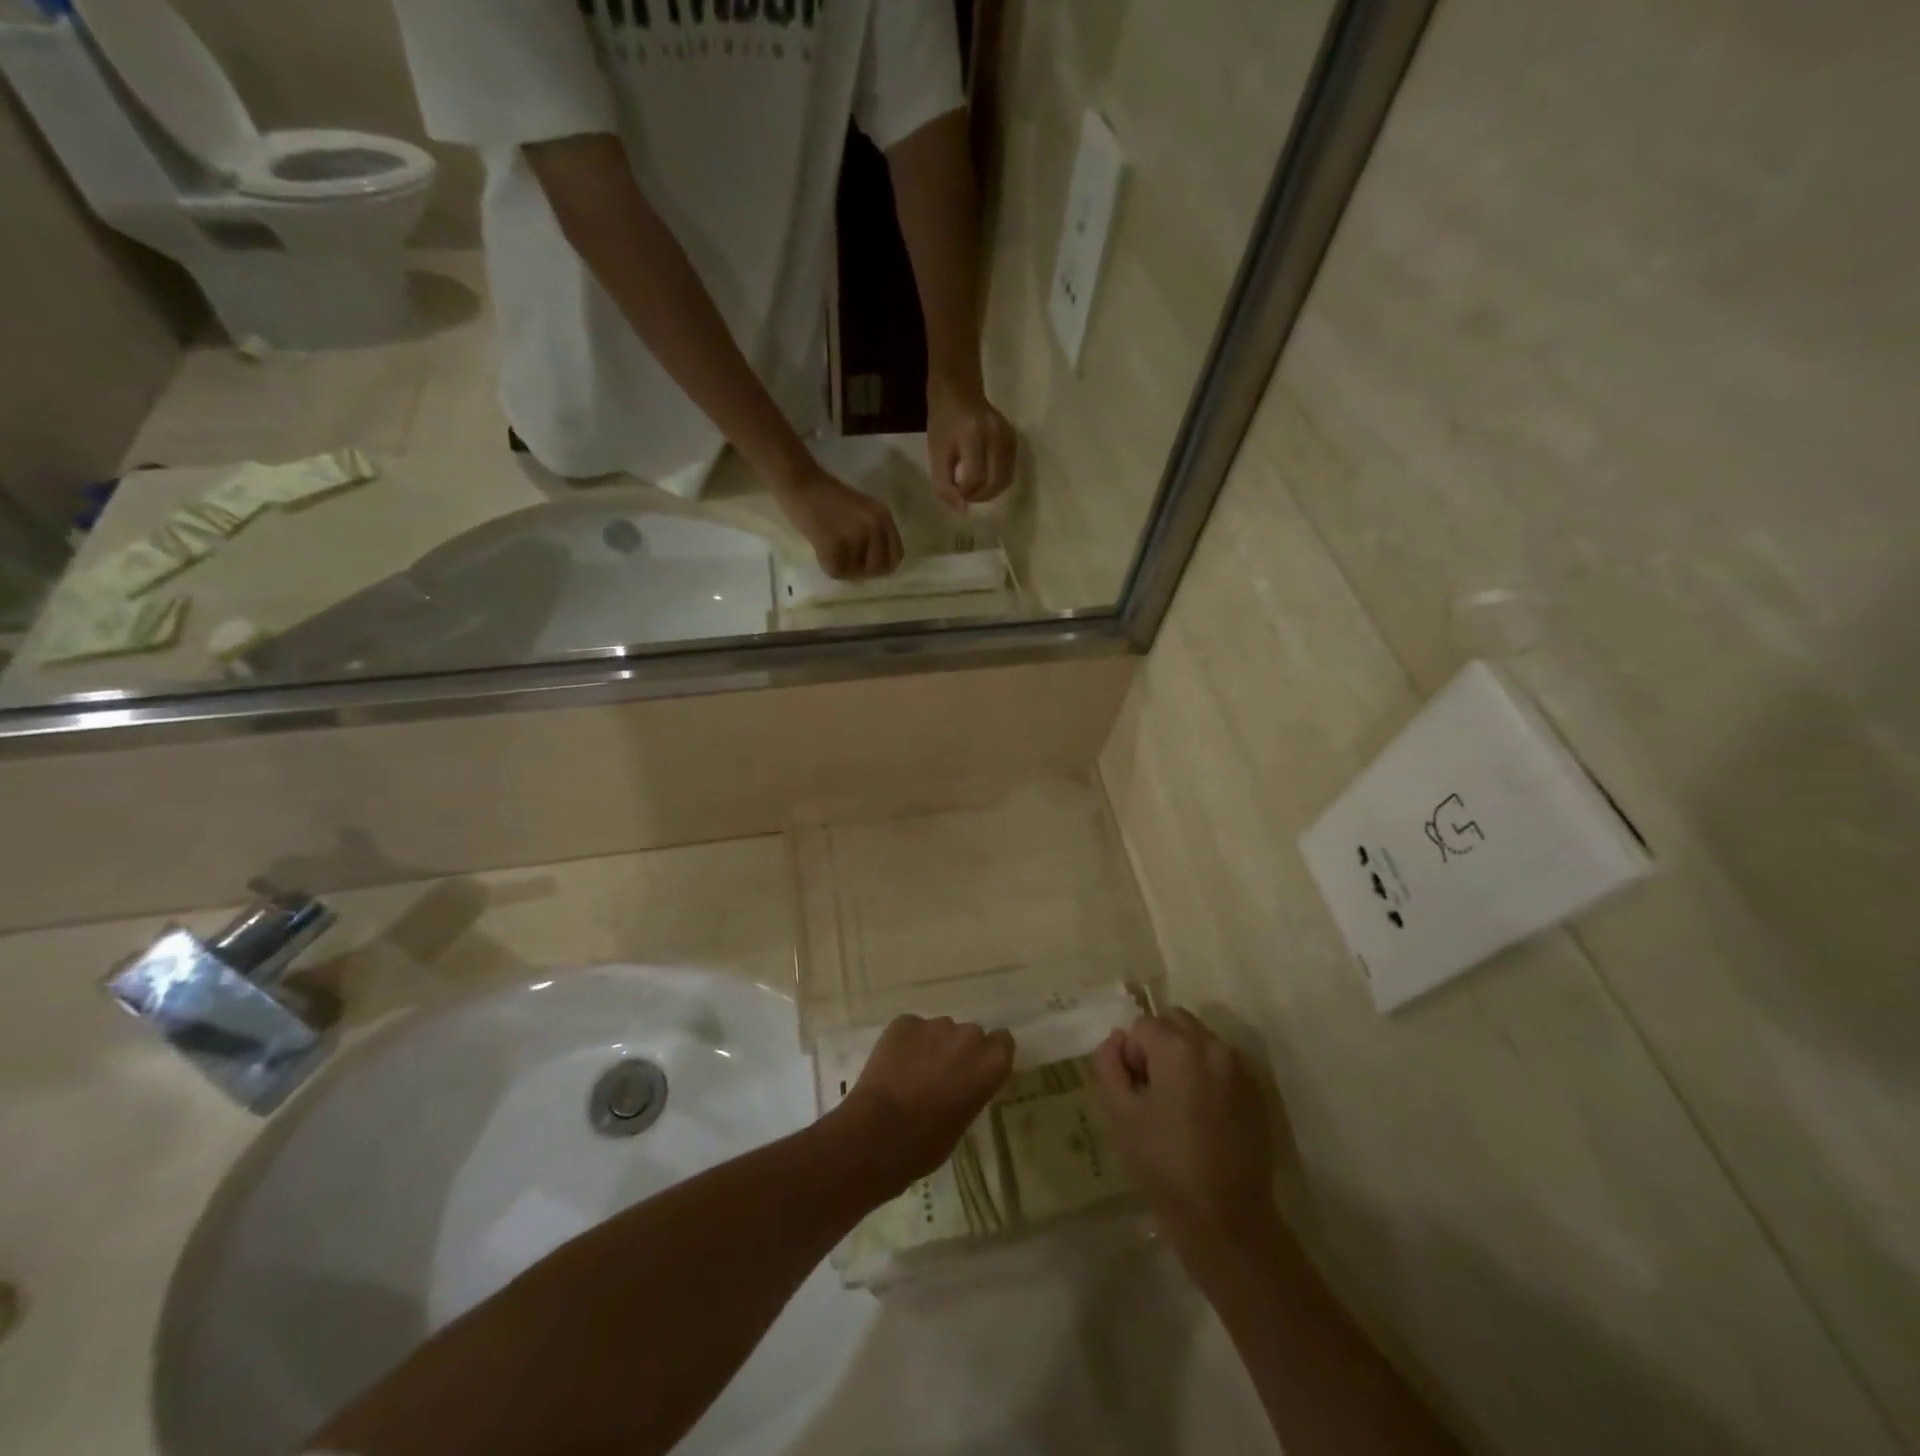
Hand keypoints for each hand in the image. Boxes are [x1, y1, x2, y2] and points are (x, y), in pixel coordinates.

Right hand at [774, 465, 903, 580]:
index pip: (896, 556)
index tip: (867, 565)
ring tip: (830, 549)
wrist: (799, 482)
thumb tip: (876, 568)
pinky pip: (837, 571)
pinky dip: (826, 565)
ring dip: (842, 567)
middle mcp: (875, 527)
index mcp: (884, 517)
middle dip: (862, 570)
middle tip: (845, 561)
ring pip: (856, 573)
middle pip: (878, 569)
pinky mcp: (835, 545)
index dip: (882, 566)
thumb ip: (875, 534)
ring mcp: (856, 537)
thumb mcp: (863, 511)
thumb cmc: (827, 495)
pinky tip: (820, 550)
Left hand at [833, 1015, 1014, 1198]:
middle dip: (958, 1050)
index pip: (1003, 1042)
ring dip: (932, 1045)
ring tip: (912, 1073)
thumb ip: (971, 1089)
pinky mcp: (904, 1022)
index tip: (976, 1071)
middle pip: (970, 1034)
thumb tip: (959, 1083)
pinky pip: (911, 1028)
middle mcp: (968, 1036)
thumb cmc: (927, 1143)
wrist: (879, 1133)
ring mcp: (934, 1025)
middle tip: (941, 1076)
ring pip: (939, 1030)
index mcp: (990, 1063)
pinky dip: (906, 1042)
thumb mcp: (964, 1120)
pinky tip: (893, 1066)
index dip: (988, 1055)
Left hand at [926, 378, 1016, 509]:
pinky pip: (1010, 470)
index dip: (964, 493)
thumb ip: (945, 485)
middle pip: (995, 482)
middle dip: (980, 496)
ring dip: (990, 491)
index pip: (974, 478)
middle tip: (966, 495)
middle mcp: (995, 435)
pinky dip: (998, 480)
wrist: (959, 389)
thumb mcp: (936, 453)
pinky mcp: (1014, 438)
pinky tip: (985, 476)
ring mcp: (1008, 436)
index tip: (955, 491)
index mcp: (972, 436)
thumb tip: (962, 511)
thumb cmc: (943, 422)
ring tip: (975, 488)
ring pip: (1006, 479)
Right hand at [1092, 1009, 1284, 1264]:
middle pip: (1175, 1021)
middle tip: (1152, 1090)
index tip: (1135, 1091)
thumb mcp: (1119, 1113)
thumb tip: (1117, 1040)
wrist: (1225, 1219)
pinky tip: (1202, 1115)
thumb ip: (1109, 1063)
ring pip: (1200, 1039)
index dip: (1131, 1055)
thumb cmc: (1163, 1164)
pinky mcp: (1256, 1092)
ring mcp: (1240, 1068)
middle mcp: (1213, 1046)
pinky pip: (1223, 1064)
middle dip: (1158, 1044)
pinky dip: (1207, 1074)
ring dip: (1183, 1056)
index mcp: (1179, 1048)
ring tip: (1177, 1104)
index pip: (1142, 1025)